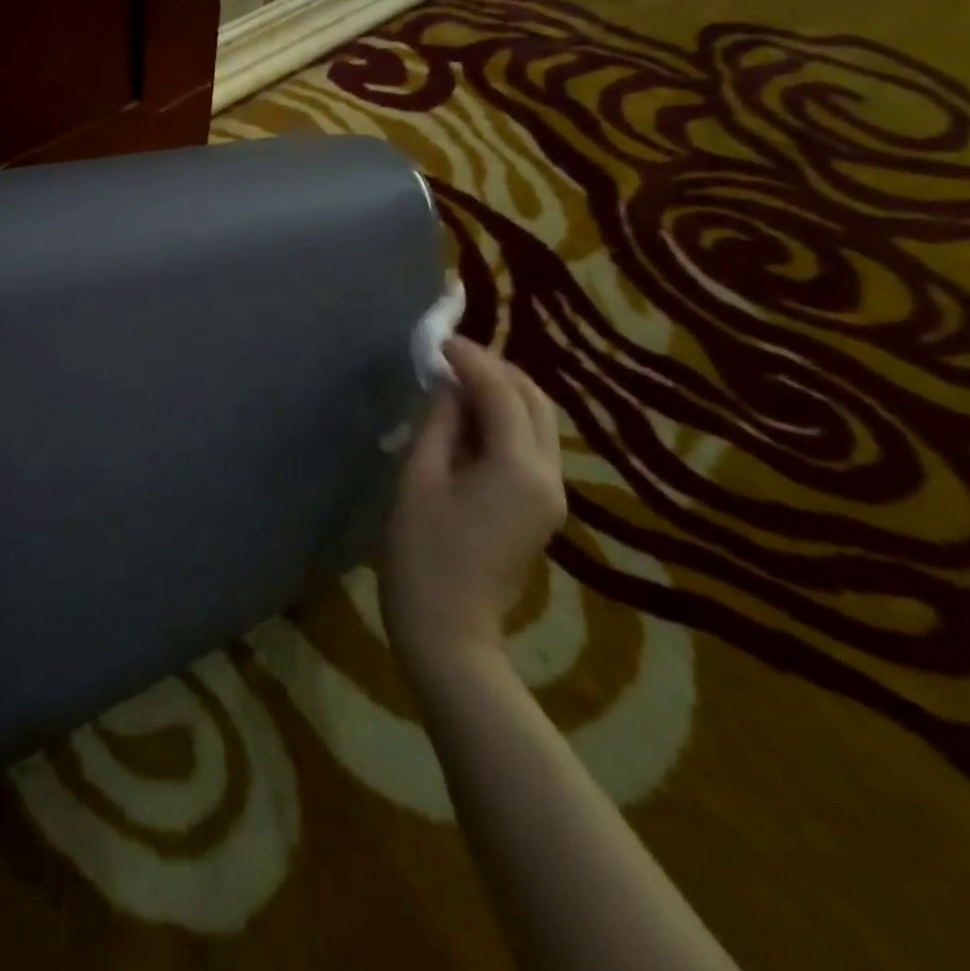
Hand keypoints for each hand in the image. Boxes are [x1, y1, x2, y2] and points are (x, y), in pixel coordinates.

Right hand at [380, 337, 566, 668]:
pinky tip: (468, 416)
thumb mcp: (418, 479)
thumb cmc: (421, 553)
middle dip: (496, 369)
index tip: (438, 339)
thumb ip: (438, 422)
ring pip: (539, 422)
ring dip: (503, 392)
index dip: (470, 360)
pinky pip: (531, 446)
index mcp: (518, 467)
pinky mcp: (541, 508)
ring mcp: (551, 494)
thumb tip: (447, 383)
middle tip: (450, 355)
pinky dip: (505, 419)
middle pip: (535, 401)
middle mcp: (549, 475)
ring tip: (456, 379)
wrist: (449, 631)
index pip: (501, 392)